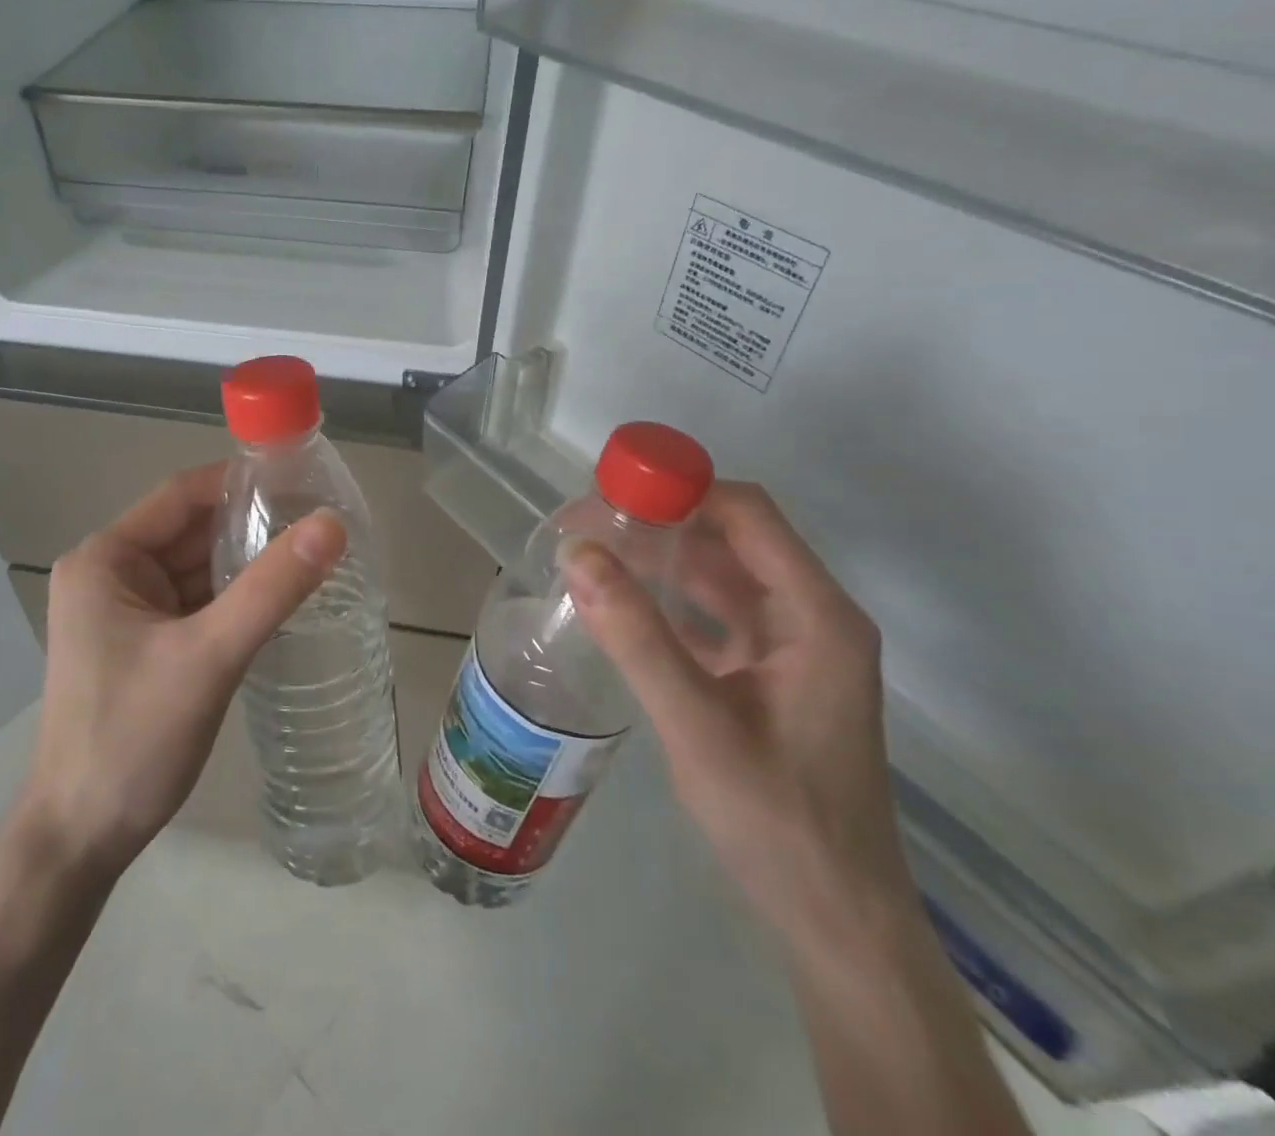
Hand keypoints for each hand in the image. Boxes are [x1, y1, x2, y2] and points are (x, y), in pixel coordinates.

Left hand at [20, 462, 346, 880]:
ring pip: (197, 568)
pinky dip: (233, 598)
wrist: (81, 838)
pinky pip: (196, 603)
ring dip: (246, 563)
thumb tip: (331, 525)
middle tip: (321, 521)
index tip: (303, 481)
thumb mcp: (208, 658)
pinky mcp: (143, 643)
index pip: (181, 496)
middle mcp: (110, 573)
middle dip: (251, 526)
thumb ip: (271, 589)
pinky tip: (280, 597)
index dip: (240, 483)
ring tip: (314, 553)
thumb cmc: (133, 739)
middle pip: (191, 531)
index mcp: (106, 559)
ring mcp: (125, 610)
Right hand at [562, 482, 910, 950]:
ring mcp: (789, 647)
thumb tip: (577, 554)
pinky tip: (616, 605)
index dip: (681, 490)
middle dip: (658, 522)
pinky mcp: (765, 674)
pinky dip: (664, 601)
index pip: (747, 514)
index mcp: (816, 615)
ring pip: (717, 575)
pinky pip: (711, 616)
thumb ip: (635, 636)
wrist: (834, 920)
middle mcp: (809, 617)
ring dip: (657, 559)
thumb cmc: (777, 819)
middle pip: (730, 538)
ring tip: (589, 555)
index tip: (610, 494)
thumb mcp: (696, 724)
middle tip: (584, 526)